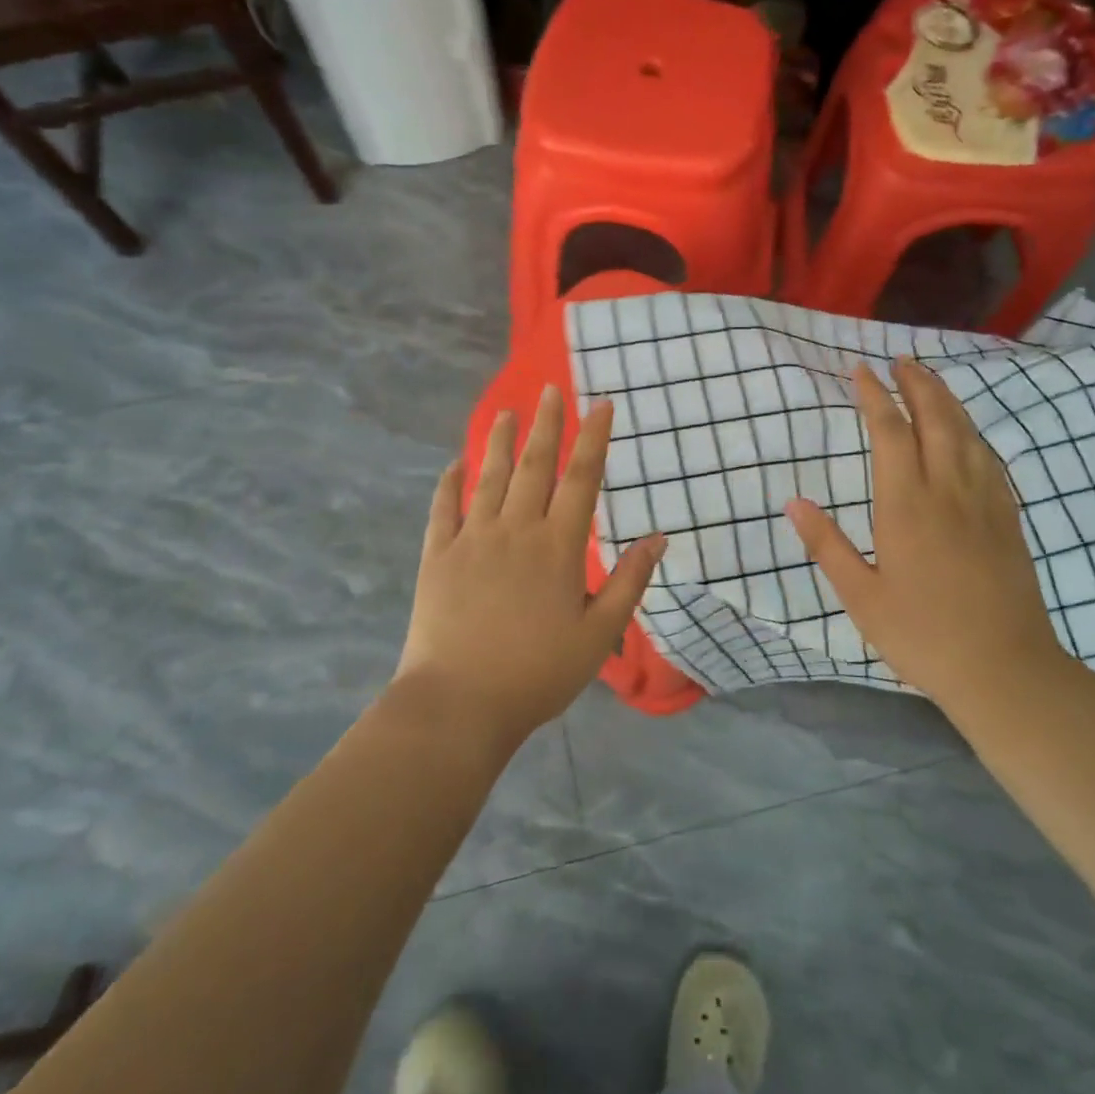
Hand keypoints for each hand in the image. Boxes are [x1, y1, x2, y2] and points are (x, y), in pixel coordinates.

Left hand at [396, 383, 666, 743]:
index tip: (602, 405)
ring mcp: (471, 539)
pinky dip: (449, 484)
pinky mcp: (436, 556)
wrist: (459, 703)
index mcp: (558, 547)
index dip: (594, 439)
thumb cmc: (537, 673)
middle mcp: (515, 530)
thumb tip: (658, 538)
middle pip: (535, 466)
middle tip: (550, 390)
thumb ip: (628, 582)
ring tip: (507, 412)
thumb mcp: (598, 635)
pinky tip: (455, 465)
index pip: (581, 479)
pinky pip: (443, 509)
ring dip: (500, 442)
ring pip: (489, 478)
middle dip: (547, 425)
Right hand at [785, 358, 1068, 703]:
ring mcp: (984, 501)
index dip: (873, 396)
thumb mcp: (861, 597)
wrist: (1004, 668)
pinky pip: (990, 458)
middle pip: (935, 418)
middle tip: (901, 359)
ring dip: (947, 399)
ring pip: (967, 432)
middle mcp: (947, 490)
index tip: (860, 370)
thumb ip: (827, 545)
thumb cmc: (922, 635)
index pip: (889, 432)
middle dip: (917, 383)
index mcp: (906, 505)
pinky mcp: (1007, 517)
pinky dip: (973, 432)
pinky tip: (968, 433)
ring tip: (931, 379)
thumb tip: (794, 503)